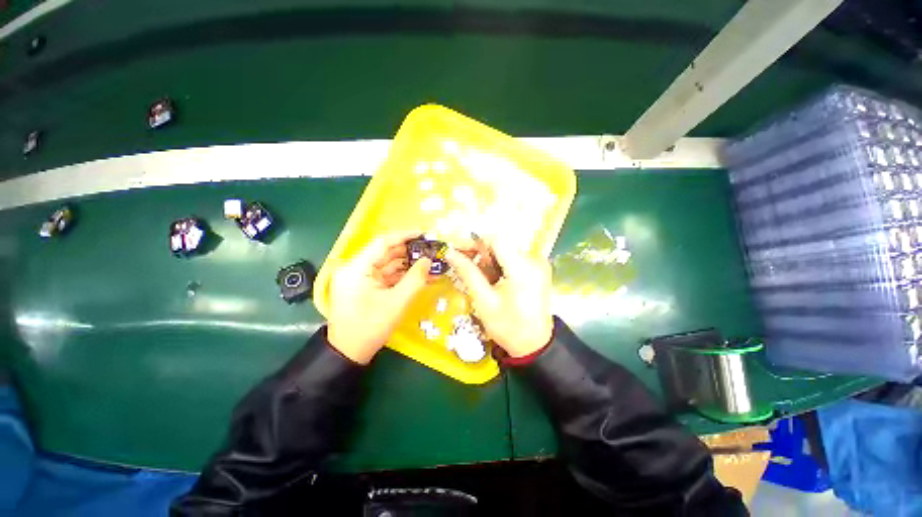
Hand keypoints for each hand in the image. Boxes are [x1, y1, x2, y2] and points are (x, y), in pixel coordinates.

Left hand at [327, 232, 431, 364]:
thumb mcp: (396, 302)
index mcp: (357, 267)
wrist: (349, 353)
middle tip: (431, 250)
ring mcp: (362, 278)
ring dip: (409, 264)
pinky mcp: (367, 286)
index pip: (382, 243)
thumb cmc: (370, 327)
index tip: (423, 233)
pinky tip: (420, 275)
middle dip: (410, 252)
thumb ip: (415, 279)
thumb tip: (428, 260)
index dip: (404, 236)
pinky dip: (403, 276)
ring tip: (430, 263)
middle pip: (387, 253)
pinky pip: (388, 276)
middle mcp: (357, 268)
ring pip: (389, 264)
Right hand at [445, 242, 553, 357]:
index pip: (496, 239)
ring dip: (488, 260)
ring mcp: (538, 265)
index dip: (474, 241)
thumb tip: (450, 253)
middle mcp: (534, 261)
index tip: (457, 250)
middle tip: (461, 263)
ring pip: (506, 251)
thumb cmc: (508, 327)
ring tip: (477, 277)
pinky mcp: (538, 270)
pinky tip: (491, 280)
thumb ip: (468, 273)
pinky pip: (513, 259)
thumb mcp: (484, 301)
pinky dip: (498, 265)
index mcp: (523, 269)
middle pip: (501, 244)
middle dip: (479, 252)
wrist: (534, 346)